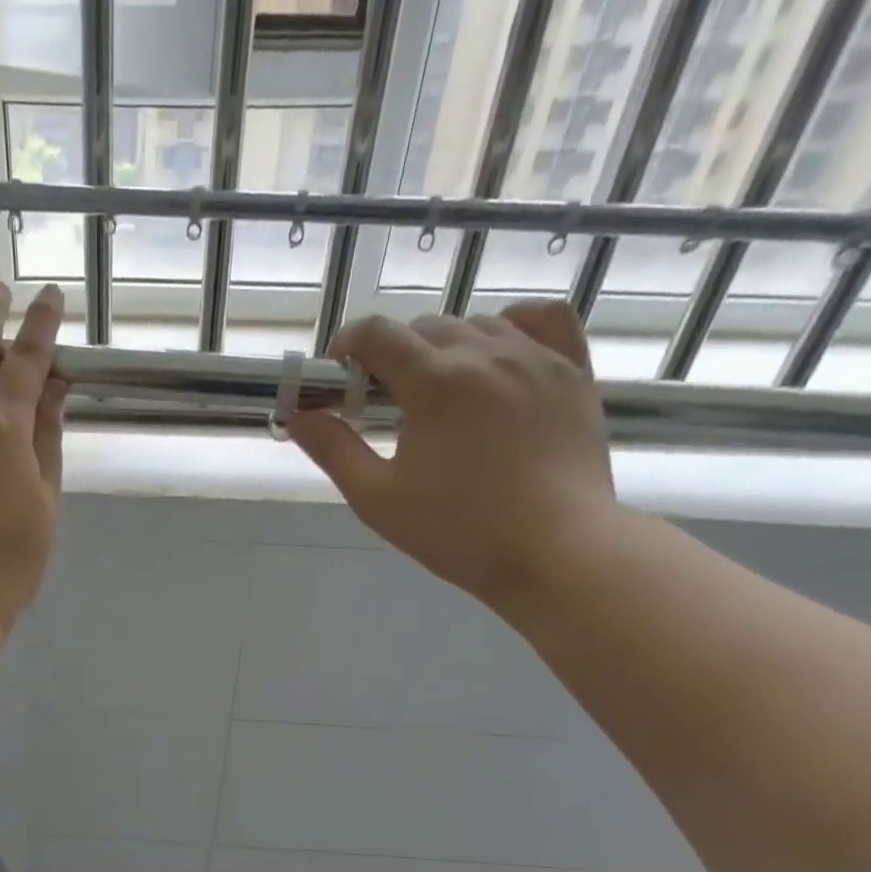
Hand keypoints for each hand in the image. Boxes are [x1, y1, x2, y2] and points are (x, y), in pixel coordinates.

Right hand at [286, 300, 619, 605]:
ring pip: (478, 324)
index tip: (337, 375)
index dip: (347, 346)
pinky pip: (544, 321)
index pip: (376, 334)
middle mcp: (485, 352)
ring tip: (441, 393)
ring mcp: (537, 357)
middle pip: (425, 328)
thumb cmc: (456, 531)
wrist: (553, 550)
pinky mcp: (573, 372)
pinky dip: (513, 327)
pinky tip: (501, 355)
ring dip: (447, 347)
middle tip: (386, 403)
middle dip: (394, 355)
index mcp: (434, 381)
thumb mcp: (377, 498)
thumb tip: (297, 414)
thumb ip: (334, 450)